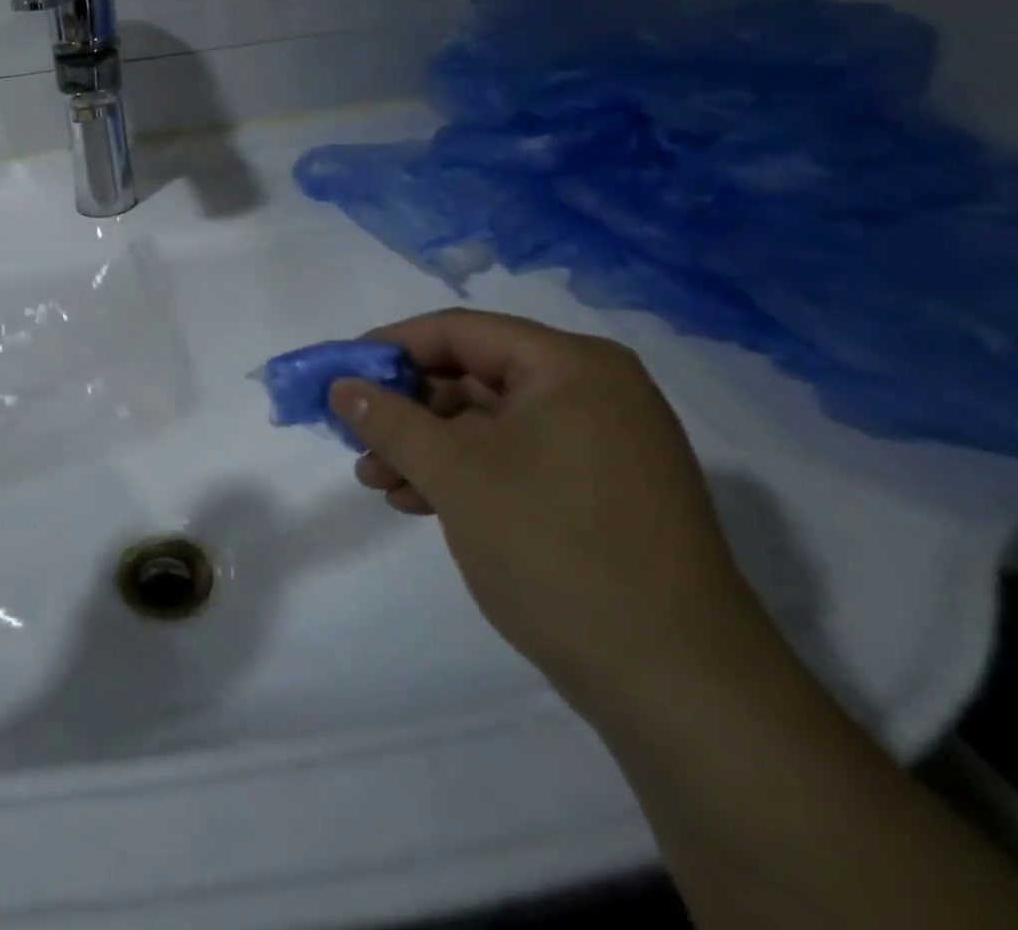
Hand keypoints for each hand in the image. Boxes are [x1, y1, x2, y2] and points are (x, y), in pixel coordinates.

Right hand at [331, 310, 772, 711]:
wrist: (679, 687)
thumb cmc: (556, 551)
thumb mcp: (454, 475)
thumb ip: (388, 420)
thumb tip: (339, 385)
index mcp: (570, 367)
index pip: (458, 331)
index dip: (388, 348)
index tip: (339, 375)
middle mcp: (592, 391)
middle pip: (470, 375)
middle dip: (404, 408)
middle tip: (354, 436)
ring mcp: (601, 443)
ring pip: (486, 422)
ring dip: (424, 446)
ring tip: (376, 481)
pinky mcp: (599, 490)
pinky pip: (512, 457)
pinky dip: (461, 472)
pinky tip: (417, 502)